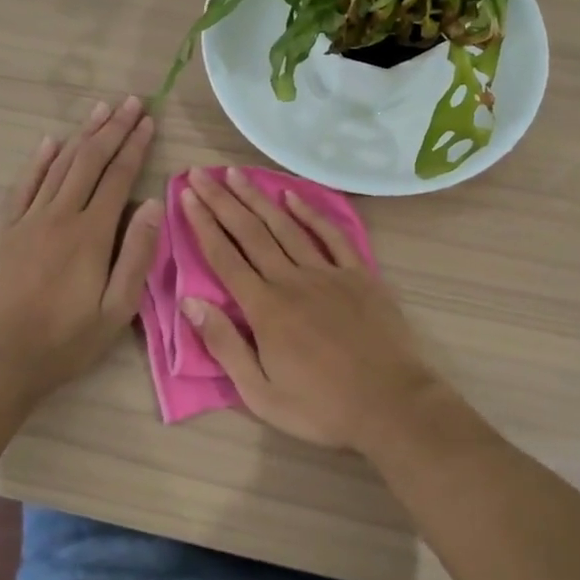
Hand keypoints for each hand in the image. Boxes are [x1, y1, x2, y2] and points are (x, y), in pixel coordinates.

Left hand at [0, 96, 162, 408]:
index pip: (118, 178)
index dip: (135, 147)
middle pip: (90, 161)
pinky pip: (23, 185)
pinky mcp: (1, 229)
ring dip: (82, 135)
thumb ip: (137, 255)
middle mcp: (60, 215)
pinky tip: (50, 142)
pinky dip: (39, 161)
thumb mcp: (117, 310)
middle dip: (114, 129)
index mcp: (91, 234)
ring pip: (59, 166)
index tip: (148, 121)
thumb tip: (153, 205)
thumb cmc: (64, 340)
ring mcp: (27, 219)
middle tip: (131, 102)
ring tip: (101, 110)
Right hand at [178, 167, 439, 449]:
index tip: (188, 195)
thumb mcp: (261, 393)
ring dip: (258, 198)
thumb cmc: (321, 407)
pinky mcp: (358, 274)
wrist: (391, 403)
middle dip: (223, 200)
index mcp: (265, 309)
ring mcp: (328, 273)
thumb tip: (189, 302)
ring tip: (236, 174)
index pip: (225, 257)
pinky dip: (310, 212)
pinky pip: (331, 235)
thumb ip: (224, 345)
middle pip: (251, 232)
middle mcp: (292, 280)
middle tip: (201, 172)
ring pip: (286, 226)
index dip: (203, 224)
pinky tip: (292, 195)